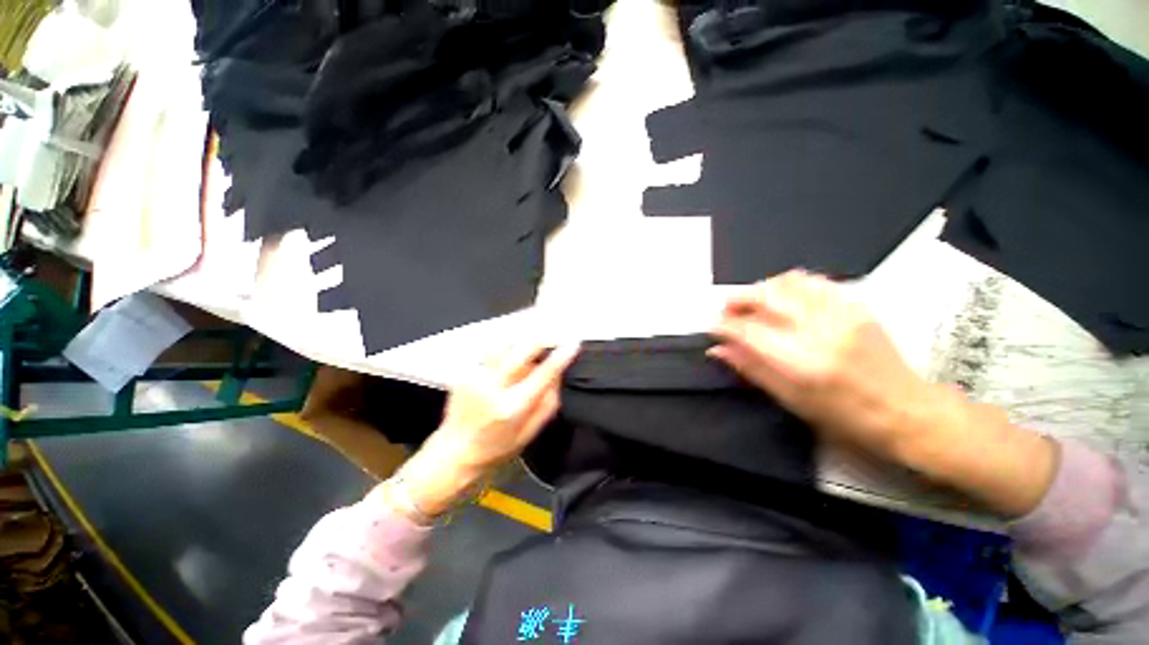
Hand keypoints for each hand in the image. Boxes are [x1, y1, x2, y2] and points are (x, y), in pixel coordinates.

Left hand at [391, 342, 579, 520]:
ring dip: (521, 343)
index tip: (574, 343)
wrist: (453, 452)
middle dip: (542, 339)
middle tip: (553, 338)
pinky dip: (505, 350)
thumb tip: (558, 375)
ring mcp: (476, 375)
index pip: (543, 374)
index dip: (560, 356)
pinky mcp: (466, 370)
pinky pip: (492, 350)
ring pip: (505, 342)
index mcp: (511, 406)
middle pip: (522, 348)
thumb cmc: (496, 448)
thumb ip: (547, 403)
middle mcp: (492, 386)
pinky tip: (508, 361)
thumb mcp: (529, 433)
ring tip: (528, 351)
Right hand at [709, 270, 1056, 516]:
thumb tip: (718, 349)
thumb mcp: (791, 400)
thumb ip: (751, 369)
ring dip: (762, 289)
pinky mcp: (855, 305)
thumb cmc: (845, 417)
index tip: (712, 326)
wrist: (907, 411)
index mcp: (801, 362)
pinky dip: (789, 285)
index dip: (723, 325)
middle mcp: (819, 330)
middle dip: (737, 299)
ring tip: (753, 303)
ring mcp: (841, 313)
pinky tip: (782, 298)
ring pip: (788, 282)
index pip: (747, 330)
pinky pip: (813, 282)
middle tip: (727, 310)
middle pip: (766, 296)